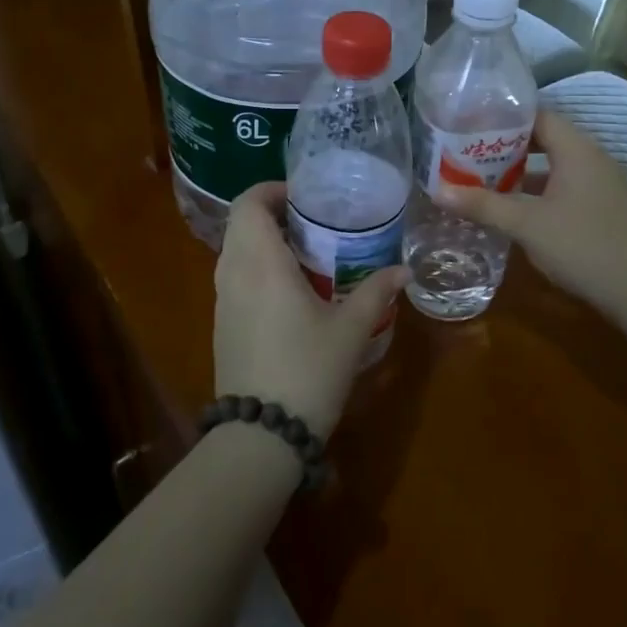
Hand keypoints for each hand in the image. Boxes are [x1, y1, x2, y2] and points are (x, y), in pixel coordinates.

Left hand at [213, 182, 407, 437]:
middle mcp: (233, 273)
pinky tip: (292, 291)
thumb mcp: (350, 329)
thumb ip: (376, 292)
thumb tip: (404, 271)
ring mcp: (222, 301)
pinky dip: (258, 268)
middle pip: (241, 224)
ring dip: (265, 242)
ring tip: (308, 252)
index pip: (248, 203)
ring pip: (236, 251)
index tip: (305, 196)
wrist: (261, 436)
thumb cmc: (307, 370)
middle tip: (314, 221)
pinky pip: (236, 278)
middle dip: (274, 214)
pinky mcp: (222, 325)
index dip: (272, 190)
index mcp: (260, 262)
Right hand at [439, 109, 626, 316]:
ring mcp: (601, 185)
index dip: (502, 118)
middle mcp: (591, 158)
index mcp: (575, 148)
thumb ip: (483, 205)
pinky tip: (515, 212)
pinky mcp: (603, 210)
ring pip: (554, 168)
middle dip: (506, 148)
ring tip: (483, 181)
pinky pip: (564, 189)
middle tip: (467, 154)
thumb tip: (437, 191)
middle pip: (544, 140)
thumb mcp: (526, 224)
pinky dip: (538, 194)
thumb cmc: (584, 244)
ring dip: (521, 174)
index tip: (468, 124)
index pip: (536, 115)